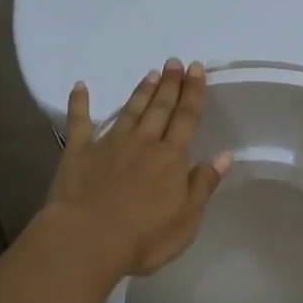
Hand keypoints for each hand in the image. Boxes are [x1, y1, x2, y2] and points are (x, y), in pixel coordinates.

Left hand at [46, 59, 233, 278]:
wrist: (88, 239)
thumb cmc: (145, 236)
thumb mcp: (187, 218)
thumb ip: (203, 184)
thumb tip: (225, 155)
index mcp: (171, 158)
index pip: (186, 118)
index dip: (193, 93)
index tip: (196, 69)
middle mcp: (143, 143)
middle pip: (160, 108)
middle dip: (170, 84)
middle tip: (174, 62)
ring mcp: (108, 144)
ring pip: (129, 111)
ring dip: (141, 92)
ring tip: (150, 73)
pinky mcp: (78, 152)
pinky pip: (79, 122)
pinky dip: (79, 103)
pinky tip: (80, 87)